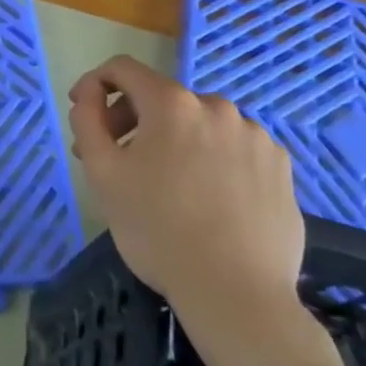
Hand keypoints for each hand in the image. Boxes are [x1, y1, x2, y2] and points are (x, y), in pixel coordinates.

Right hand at [70, 56, 344, 365]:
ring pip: (199, 125)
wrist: (237, 296)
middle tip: (118, 160)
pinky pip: (233, 149)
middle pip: (162, 98)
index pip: (123, 69)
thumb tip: (89, 95)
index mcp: (172, 104)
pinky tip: (208, 199)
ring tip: (167, 185)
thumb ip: (87, 120)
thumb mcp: (102, 173)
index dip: (95, 84)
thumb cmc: (158, 231)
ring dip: (174, 141)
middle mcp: (217, 107)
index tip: (84, 112)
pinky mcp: (281, 168)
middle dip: (132, 120)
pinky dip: (212, 160)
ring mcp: (255, 137)